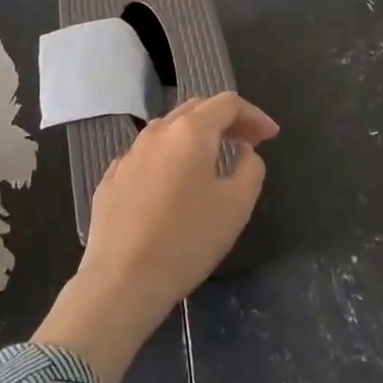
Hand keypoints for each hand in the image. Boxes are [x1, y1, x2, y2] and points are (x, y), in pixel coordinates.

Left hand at [32, 92, 278, 382]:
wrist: (123, 279)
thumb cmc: (188, 239)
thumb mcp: (236, 205)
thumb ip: (250, 168)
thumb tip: (243, 150)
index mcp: (190, 131)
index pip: (227, 103)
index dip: (254, 115)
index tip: (270, 136)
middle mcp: (156, 132)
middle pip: (196, 109)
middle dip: (225, 121)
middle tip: (247, 142)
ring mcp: (129, 154)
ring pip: (168, 131)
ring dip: (195, 138)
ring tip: (213, 160)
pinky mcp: (111, 178)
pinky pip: (147, 156)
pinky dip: (169, 159)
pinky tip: (174, 184)